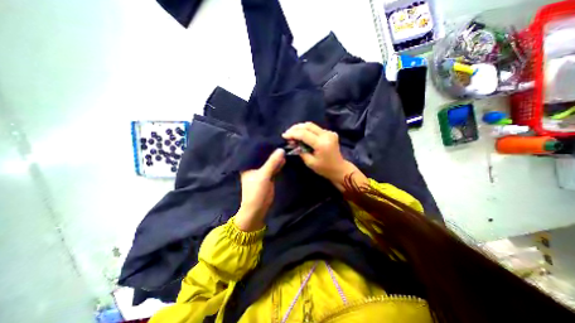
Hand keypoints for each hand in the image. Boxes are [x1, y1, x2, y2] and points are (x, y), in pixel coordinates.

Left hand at [235, 148, 286, 230]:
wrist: (258, 208)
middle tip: (280, 140)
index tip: (271, 137)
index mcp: (248, 164)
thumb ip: (272, 162)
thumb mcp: (263, 175)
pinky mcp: (268, 177)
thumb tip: (281, 149)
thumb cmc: (256, 191)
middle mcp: (254, 166)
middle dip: (271, 150)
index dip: (262, 145)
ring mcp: (262, 171)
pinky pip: (273, 167)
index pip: (255, 151)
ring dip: (275, 157)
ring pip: (269, 162)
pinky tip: (284, 158)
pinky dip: (278, 164)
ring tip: (284, 146)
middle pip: (263, 156)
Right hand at [282, 121, 367, 191]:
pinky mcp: (330, 133)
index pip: (304, 134)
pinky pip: (316, 129)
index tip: (284, 135)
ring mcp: (329, 133)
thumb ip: (300, 151)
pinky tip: (302, 135)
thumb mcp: (310, 162)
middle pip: (308, 126)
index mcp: (321, 144)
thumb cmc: (324, 169)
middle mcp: (326, 135)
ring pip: (312, 125)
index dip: (292, 133)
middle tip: (287, 133)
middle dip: (296, 128)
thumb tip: (292, 142)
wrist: (339, 169)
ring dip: (301, 128)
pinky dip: (307, 130)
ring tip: (292, 133)